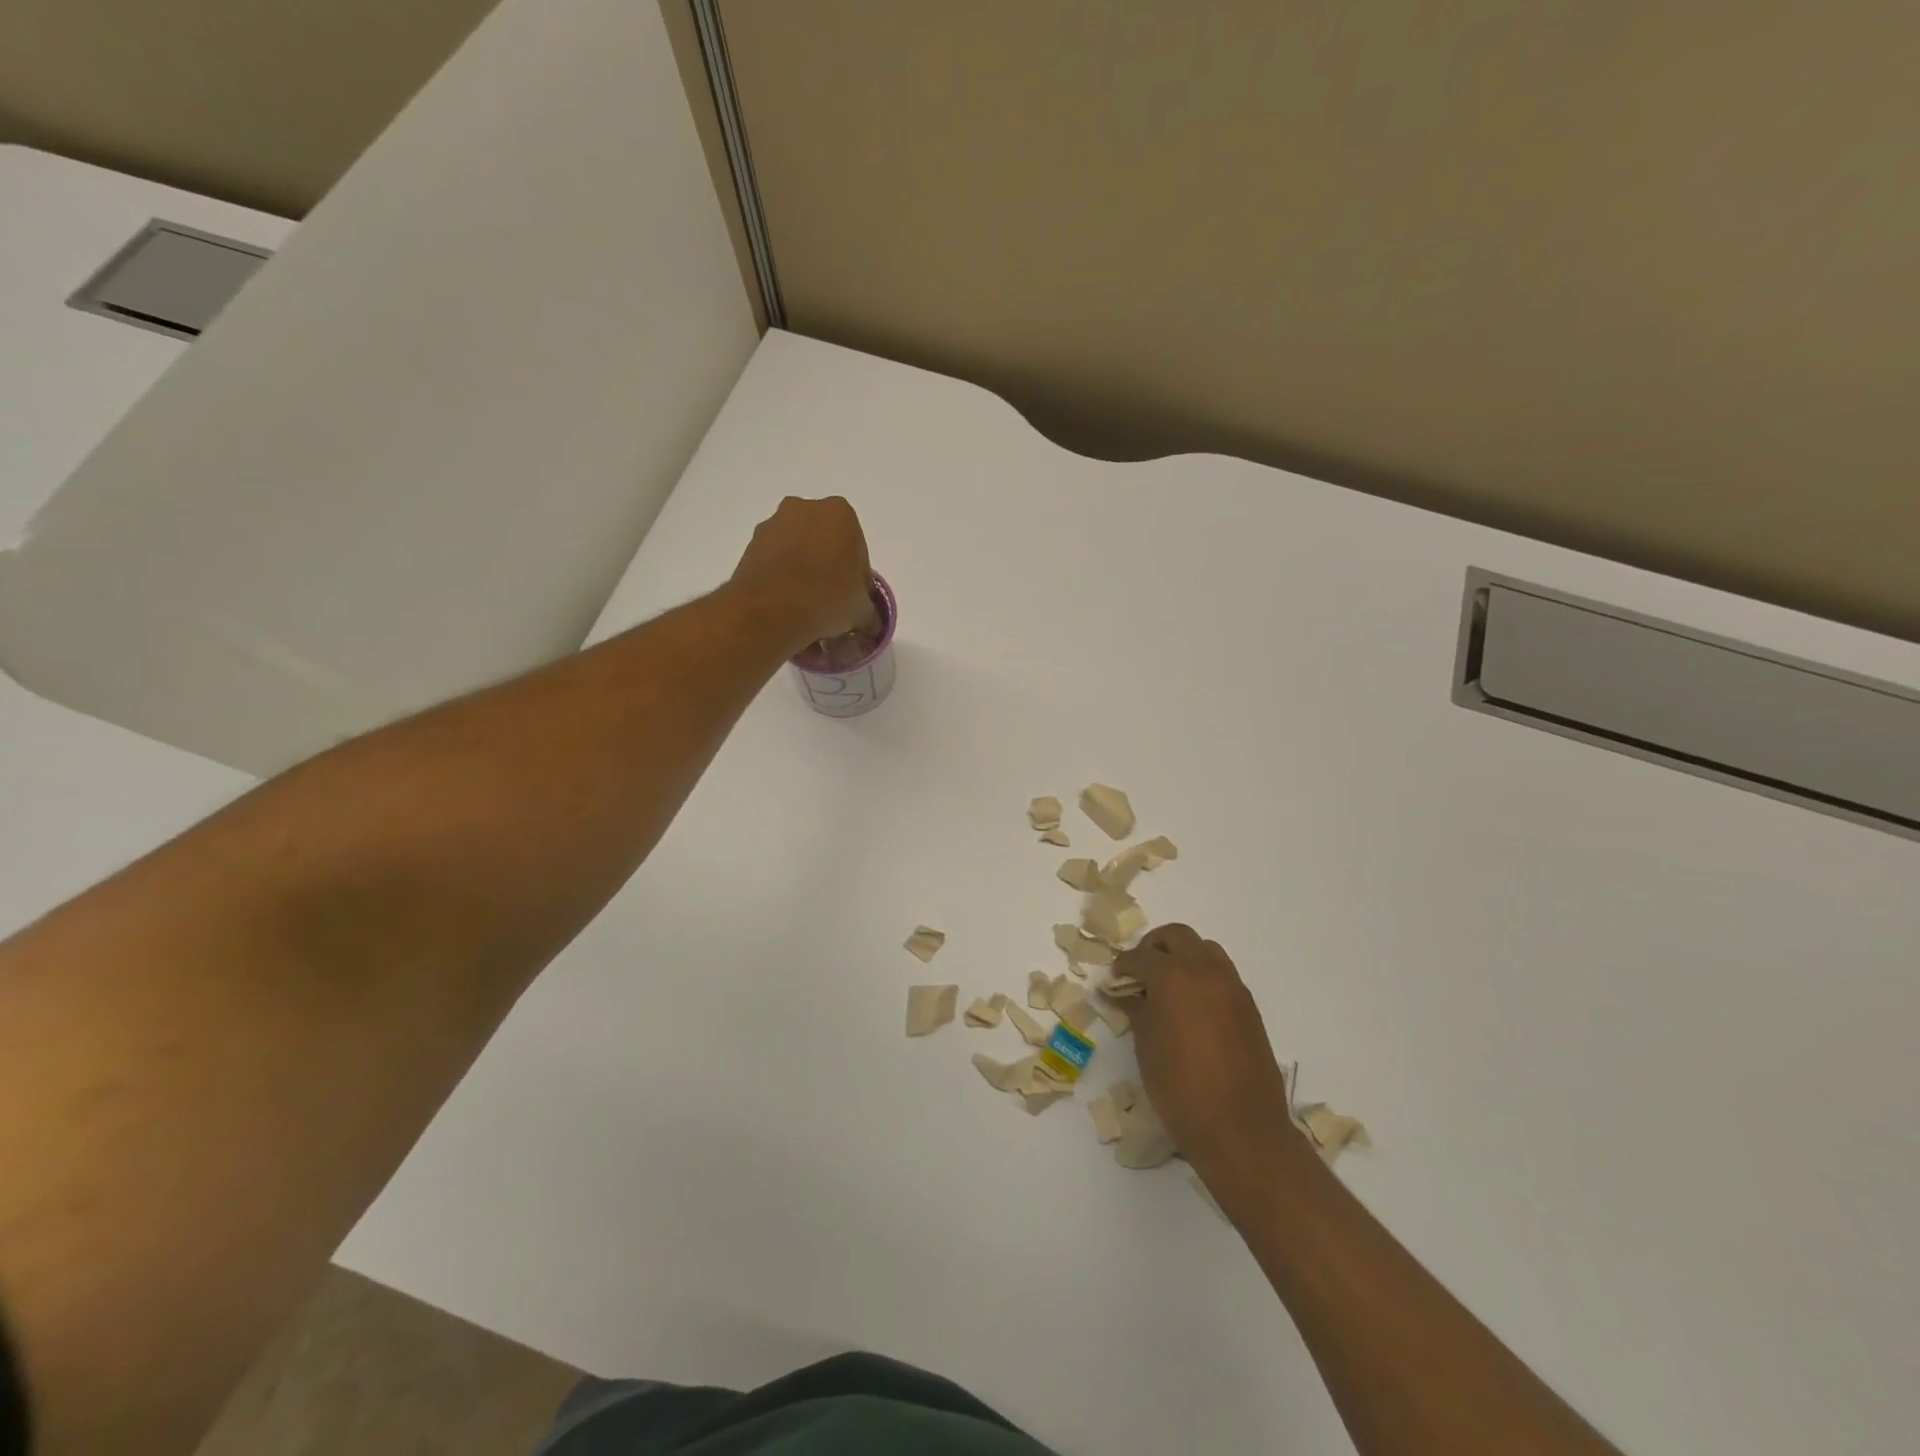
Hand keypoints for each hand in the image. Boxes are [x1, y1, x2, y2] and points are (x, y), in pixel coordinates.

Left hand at [729, 496, 878, 654]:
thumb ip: (869, 612)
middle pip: (824, 546)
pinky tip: (786, 611)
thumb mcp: (861, 611)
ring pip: (797, 555)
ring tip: (806, 615)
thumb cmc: (827, 598)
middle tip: (831, 607)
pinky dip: (782, 583)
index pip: (857, 549)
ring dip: (803, 578)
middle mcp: (803, 509)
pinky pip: (774, 565)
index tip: (852, 602)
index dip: (857, 580)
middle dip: (828, 573)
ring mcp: (772, 526)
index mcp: (840, 513)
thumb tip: (869, 623)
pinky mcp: (748, 547)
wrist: (770, 611)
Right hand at [1120, 924, 1300, 1188]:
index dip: (1122, 967)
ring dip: (1183, 956)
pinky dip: (1203, 976)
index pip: (1140, 956)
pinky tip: (1192, 1007)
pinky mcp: (1248, 1006)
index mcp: (1172, 976)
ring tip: (1168, 987)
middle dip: (1154, 947)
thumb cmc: (1180, 1088)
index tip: (1114, 981)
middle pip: (1177, 936)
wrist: (1241, 1129)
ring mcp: (1232, 986)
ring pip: (1205, 949)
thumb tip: (1126, 994)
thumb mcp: (1146, 1047)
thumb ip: (1136, 1010)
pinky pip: (1222, 974)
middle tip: (1140, 973)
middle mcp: (1204, 970)